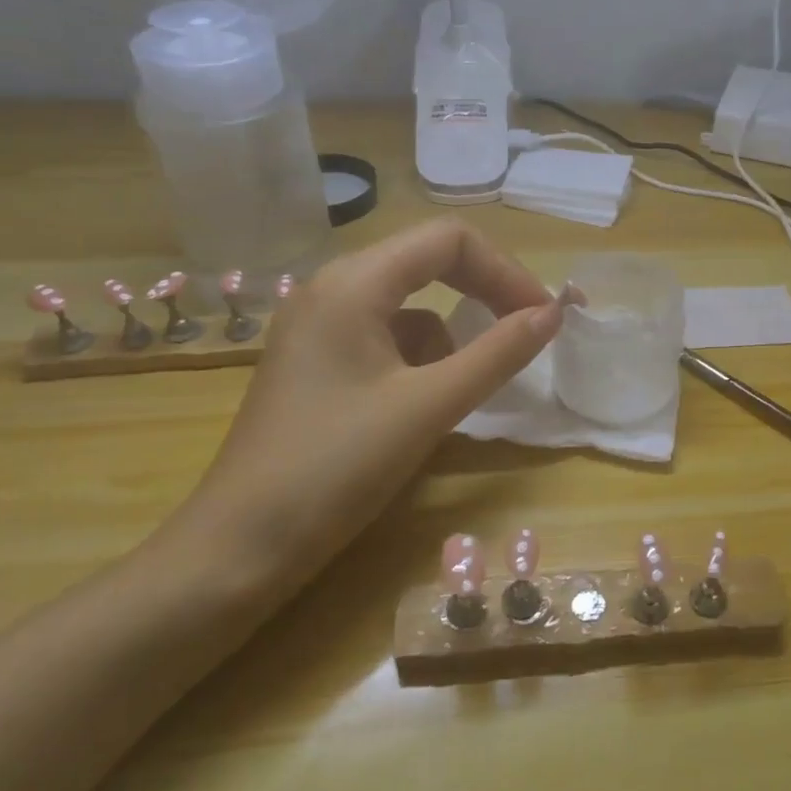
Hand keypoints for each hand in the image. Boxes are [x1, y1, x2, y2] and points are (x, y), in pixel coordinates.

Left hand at [165, 220, 564, 595]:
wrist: (238, 550)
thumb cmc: (336, 468)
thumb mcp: (430, 406)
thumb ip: (498, 353)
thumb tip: (553, 313)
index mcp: (354, 283)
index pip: (449, 240)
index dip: (505, 270)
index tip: (541, 316)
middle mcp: (333, 288)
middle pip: (429, 262)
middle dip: (484, 293)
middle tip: (526, 332)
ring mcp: (319, 325)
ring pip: (411, 304)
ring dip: (452, 335)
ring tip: (463, 389)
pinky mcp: (317, 361)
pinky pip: (387, 338)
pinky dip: (420, 359)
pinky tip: (420, 407)